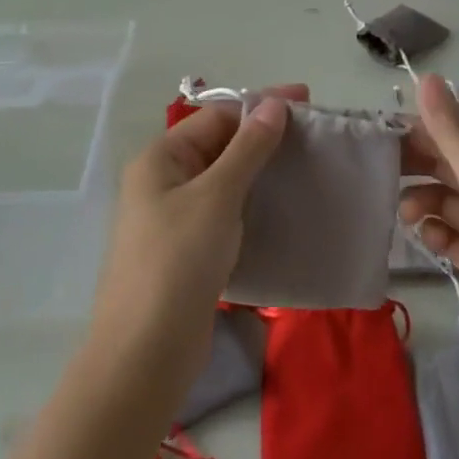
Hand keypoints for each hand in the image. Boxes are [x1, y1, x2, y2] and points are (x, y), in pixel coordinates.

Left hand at [88, 85, 300, 394]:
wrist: (145, 356)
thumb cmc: (178, 261)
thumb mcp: (217, 196)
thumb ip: (248, 148)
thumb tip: (274, 103)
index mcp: (160, 158)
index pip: (216, 116)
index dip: (260, 105)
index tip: (307, 102)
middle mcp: (164, 181)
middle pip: (220, 145)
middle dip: (264, 137)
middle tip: (313, 137)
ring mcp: (174, 219)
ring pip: (225, 181)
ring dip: (262, 172)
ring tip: (306, 169)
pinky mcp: (188, 252)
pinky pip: (226, 213)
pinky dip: (253, 205)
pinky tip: (283, 209)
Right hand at [399, 76, 458, 396]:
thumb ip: (454, 135)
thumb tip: (426, 75)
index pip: (453, 134)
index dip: (417, 133)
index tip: (378, 139)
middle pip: (448, 165)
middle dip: (415, 167)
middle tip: (377, 174)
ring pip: (446, 200)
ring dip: (423, 201)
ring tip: (405, 215)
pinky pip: (452, 236)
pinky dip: (436, 233)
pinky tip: (428, 240)